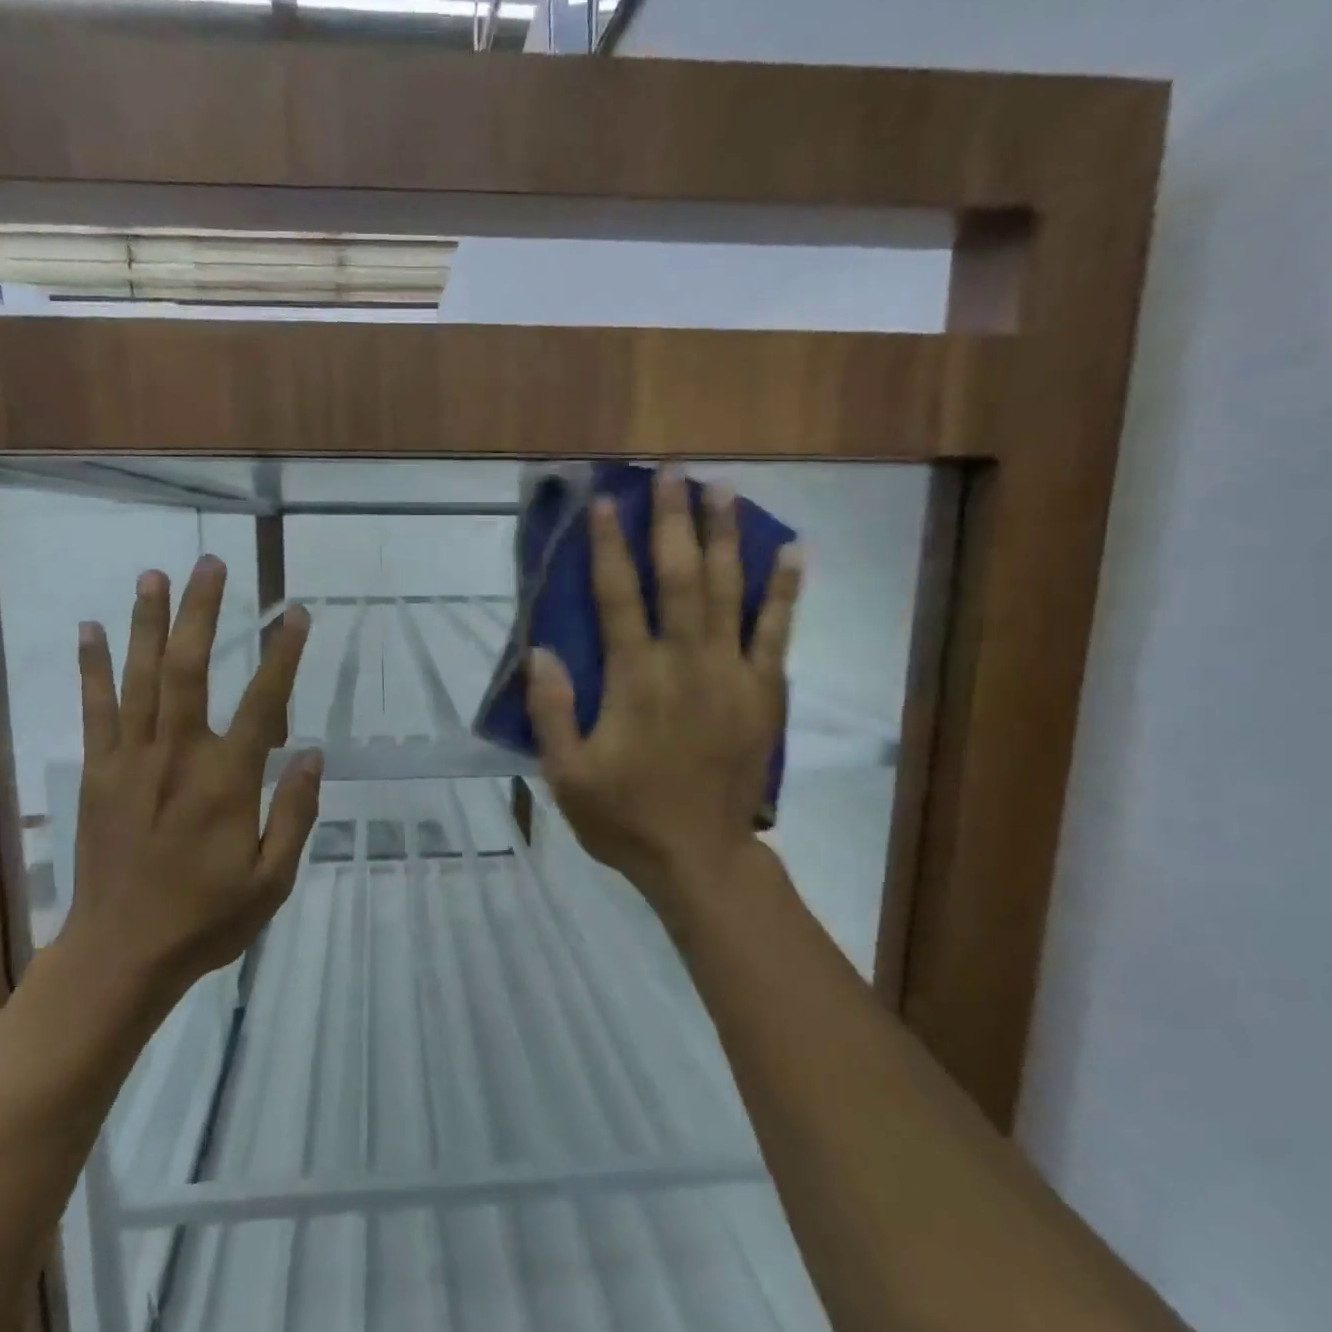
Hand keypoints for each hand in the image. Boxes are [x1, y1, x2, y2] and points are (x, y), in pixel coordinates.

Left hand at [62, 557, 322, 997]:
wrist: (120, 955)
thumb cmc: (206, 919)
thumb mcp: (272, 880)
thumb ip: (295, 814)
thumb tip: (313, 754)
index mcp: (226, 784)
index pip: (263, 704)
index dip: (283, 656)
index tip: (297, 614)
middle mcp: (177, 757)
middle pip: (189, 670)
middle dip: (201, 612)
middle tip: (210, 564)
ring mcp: (130, 761)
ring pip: (140, 678)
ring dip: (148, 622)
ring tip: (155, 574)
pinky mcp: (99, 773)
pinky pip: (94, 709)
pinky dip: (93, 667)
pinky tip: (92, 629)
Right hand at [526, 469, 801, 910]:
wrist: (700, 857)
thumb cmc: (625, 816)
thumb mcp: (566, 774)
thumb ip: (552, 711)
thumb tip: (541, 649)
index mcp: (634, 679)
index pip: (618, 596)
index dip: (609, 546)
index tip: (606, 501)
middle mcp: (685, 662)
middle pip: (680, 577)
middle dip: (673, 521)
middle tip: (672, 474)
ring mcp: (732, 675)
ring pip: (729, 591)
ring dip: (725, 537)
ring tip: (723, 490)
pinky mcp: (764, 693)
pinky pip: (778, 632)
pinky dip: (785, 590)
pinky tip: (791, 550)